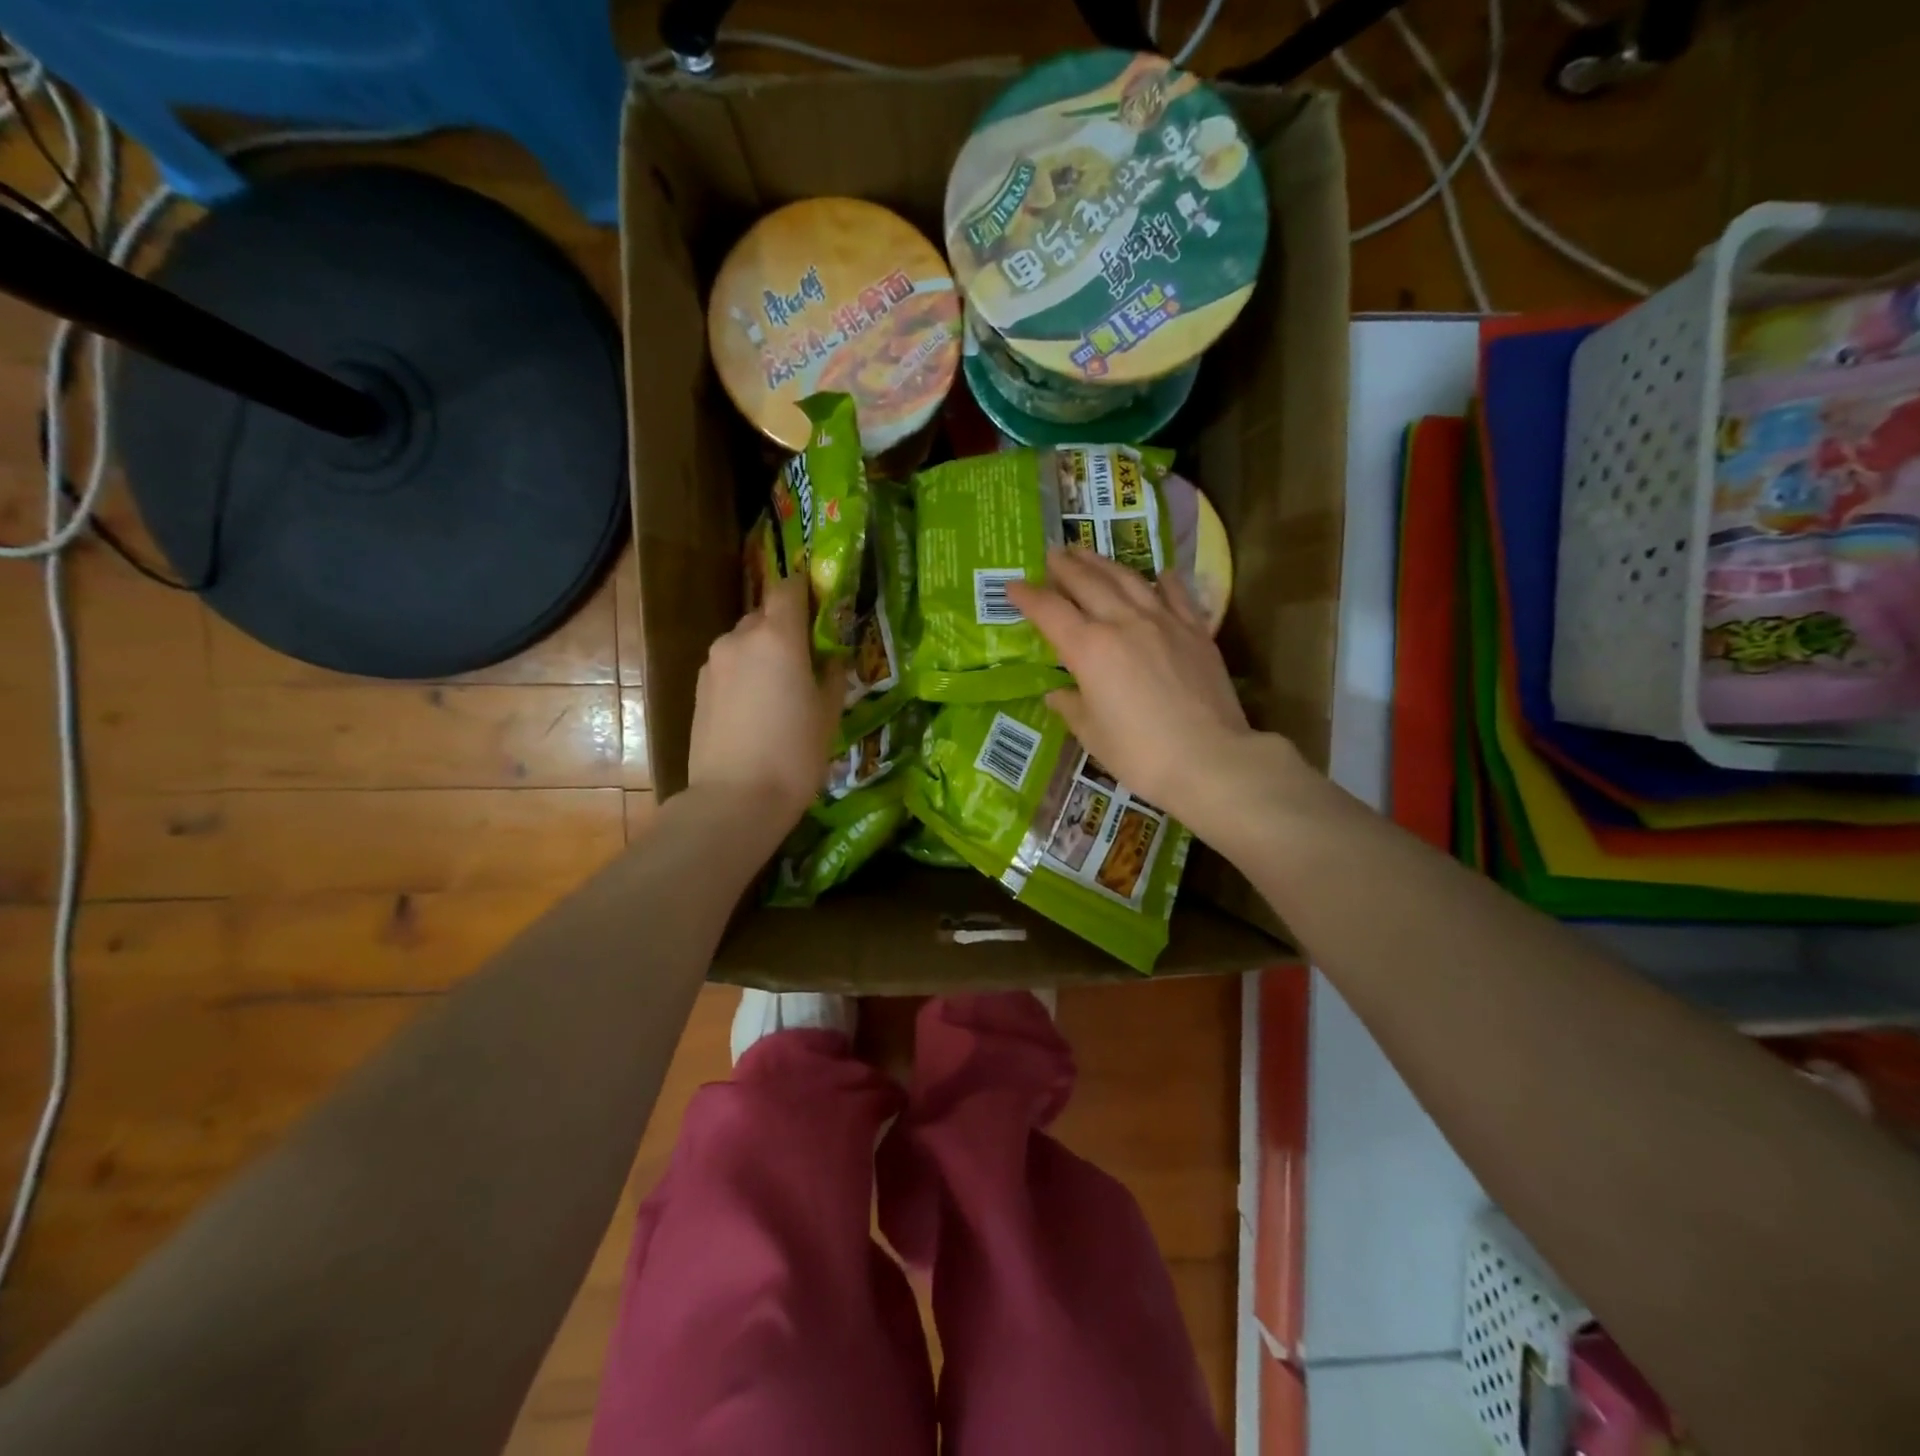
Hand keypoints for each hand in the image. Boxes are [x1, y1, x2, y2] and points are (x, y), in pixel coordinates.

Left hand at [687, 574, 844, 832]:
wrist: (735, 799)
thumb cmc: (795, 753)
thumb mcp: (829, 713)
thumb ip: (831, 673)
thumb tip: (829, 657)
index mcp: (777, 636)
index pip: (789, 588)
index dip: (806, 589)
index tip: (822, 603)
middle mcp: (739, 639)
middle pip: (765, 616)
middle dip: (786, 628)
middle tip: (808, 658)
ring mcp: (713, 664)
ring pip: (744, 643)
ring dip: (763, 654)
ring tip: (781, 690)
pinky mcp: (699, 689)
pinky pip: (729, 668)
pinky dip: (745, 675)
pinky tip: (757, 709)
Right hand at [1006, 548, 1283, 833]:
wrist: (1210, 760)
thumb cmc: (1140, 754)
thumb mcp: (1092, 734)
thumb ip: (1072, 706)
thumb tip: (1059, 692)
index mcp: (1089, 649)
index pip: (1050, 611)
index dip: (1028, 596)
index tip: (1012, 585)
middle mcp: (1123, 623)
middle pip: (1088, 583)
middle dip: (1065, 566)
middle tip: (1051, 553)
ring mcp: (1164, 622)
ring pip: (1128, 580)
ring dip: (1103, 563)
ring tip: (1087, 552)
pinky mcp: (1196, 632)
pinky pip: (1177, 595)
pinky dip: (1163, 581)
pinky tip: (1158, 573)